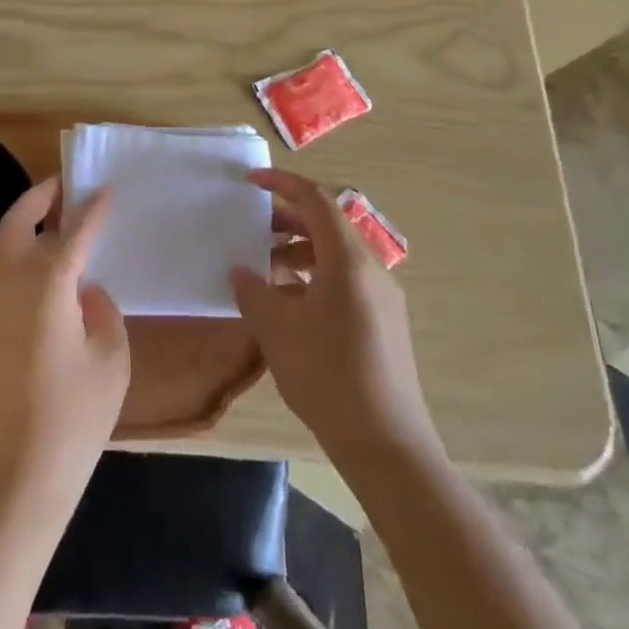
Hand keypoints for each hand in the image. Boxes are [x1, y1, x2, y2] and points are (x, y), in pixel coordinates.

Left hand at [0, 178, 129, 516]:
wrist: (22, 471)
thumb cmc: (76, 414)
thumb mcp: (111, 357)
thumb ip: (102, 310)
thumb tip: (85, 290)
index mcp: (48, 283)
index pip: (73, 231)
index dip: (93, 207)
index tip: (108, 187)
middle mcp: (17, 283)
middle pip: (20, 221)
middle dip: (42, 196)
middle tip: (69, 183)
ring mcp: (1, 304)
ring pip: (9, 242)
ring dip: (32, 218)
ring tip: (65, 211)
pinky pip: (11, 266)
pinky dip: (29, 246)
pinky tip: (57, 258)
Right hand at [232, 170, 438, 468]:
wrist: (387, 446)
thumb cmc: (327, 376)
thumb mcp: (277, 330)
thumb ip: (254, 292)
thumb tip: (242, 272)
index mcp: (348, 260)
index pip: (316, 201)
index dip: (283, 184)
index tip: (251, 183)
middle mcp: (372, 270)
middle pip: (328, 226)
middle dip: (288, 221)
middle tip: (252, 229)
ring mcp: (383, 298)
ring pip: (337, 257)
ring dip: (300, 253)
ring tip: (266, 271)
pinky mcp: (386, 324)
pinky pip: (347, 282)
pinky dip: (316, 278)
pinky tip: (292, 307)